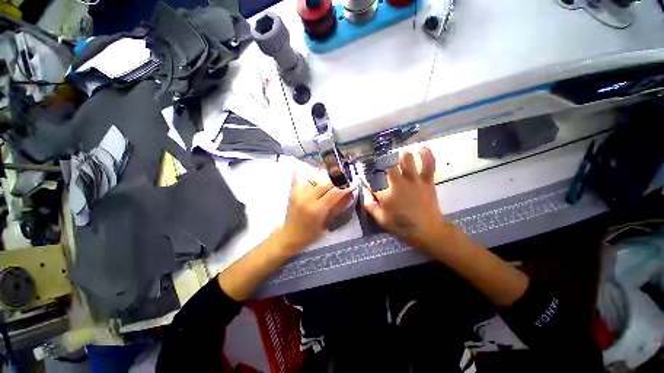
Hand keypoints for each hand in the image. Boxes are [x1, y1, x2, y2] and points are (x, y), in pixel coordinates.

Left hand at [279, 174, 352, 253]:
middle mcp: (307, 199)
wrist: (290, 236)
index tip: (350, 187)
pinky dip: (301, 176)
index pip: (334, 194)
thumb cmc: (310, 234)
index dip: (343, 189)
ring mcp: (298, 195)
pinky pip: (297, 180)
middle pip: (324, 184)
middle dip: (335, 183)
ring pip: (313, 181)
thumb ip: (335, 209)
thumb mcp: (326, 224)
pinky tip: (305, 172)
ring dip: (322, 181)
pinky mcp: (292, 194)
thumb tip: (347, 197)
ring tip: (327, 183)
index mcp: (317, 209)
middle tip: (340, 184)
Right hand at [364, 147, 447, 248]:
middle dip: (384, 162)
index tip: (369, 177)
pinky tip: (420, 148)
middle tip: (383, 165)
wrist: (427, 230)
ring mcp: (415, 179)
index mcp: (387, 192)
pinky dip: (425, 154)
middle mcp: (399, 182)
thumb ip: (370, 205)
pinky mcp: (427, 180)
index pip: (374, 179)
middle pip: (390, 164)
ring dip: (401, 156)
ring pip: (407, 159)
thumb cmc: (401, 225)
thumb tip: (364, 192)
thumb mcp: (380, 218)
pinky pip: (428, 163)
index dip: (370, 177)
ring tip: (398, 157)